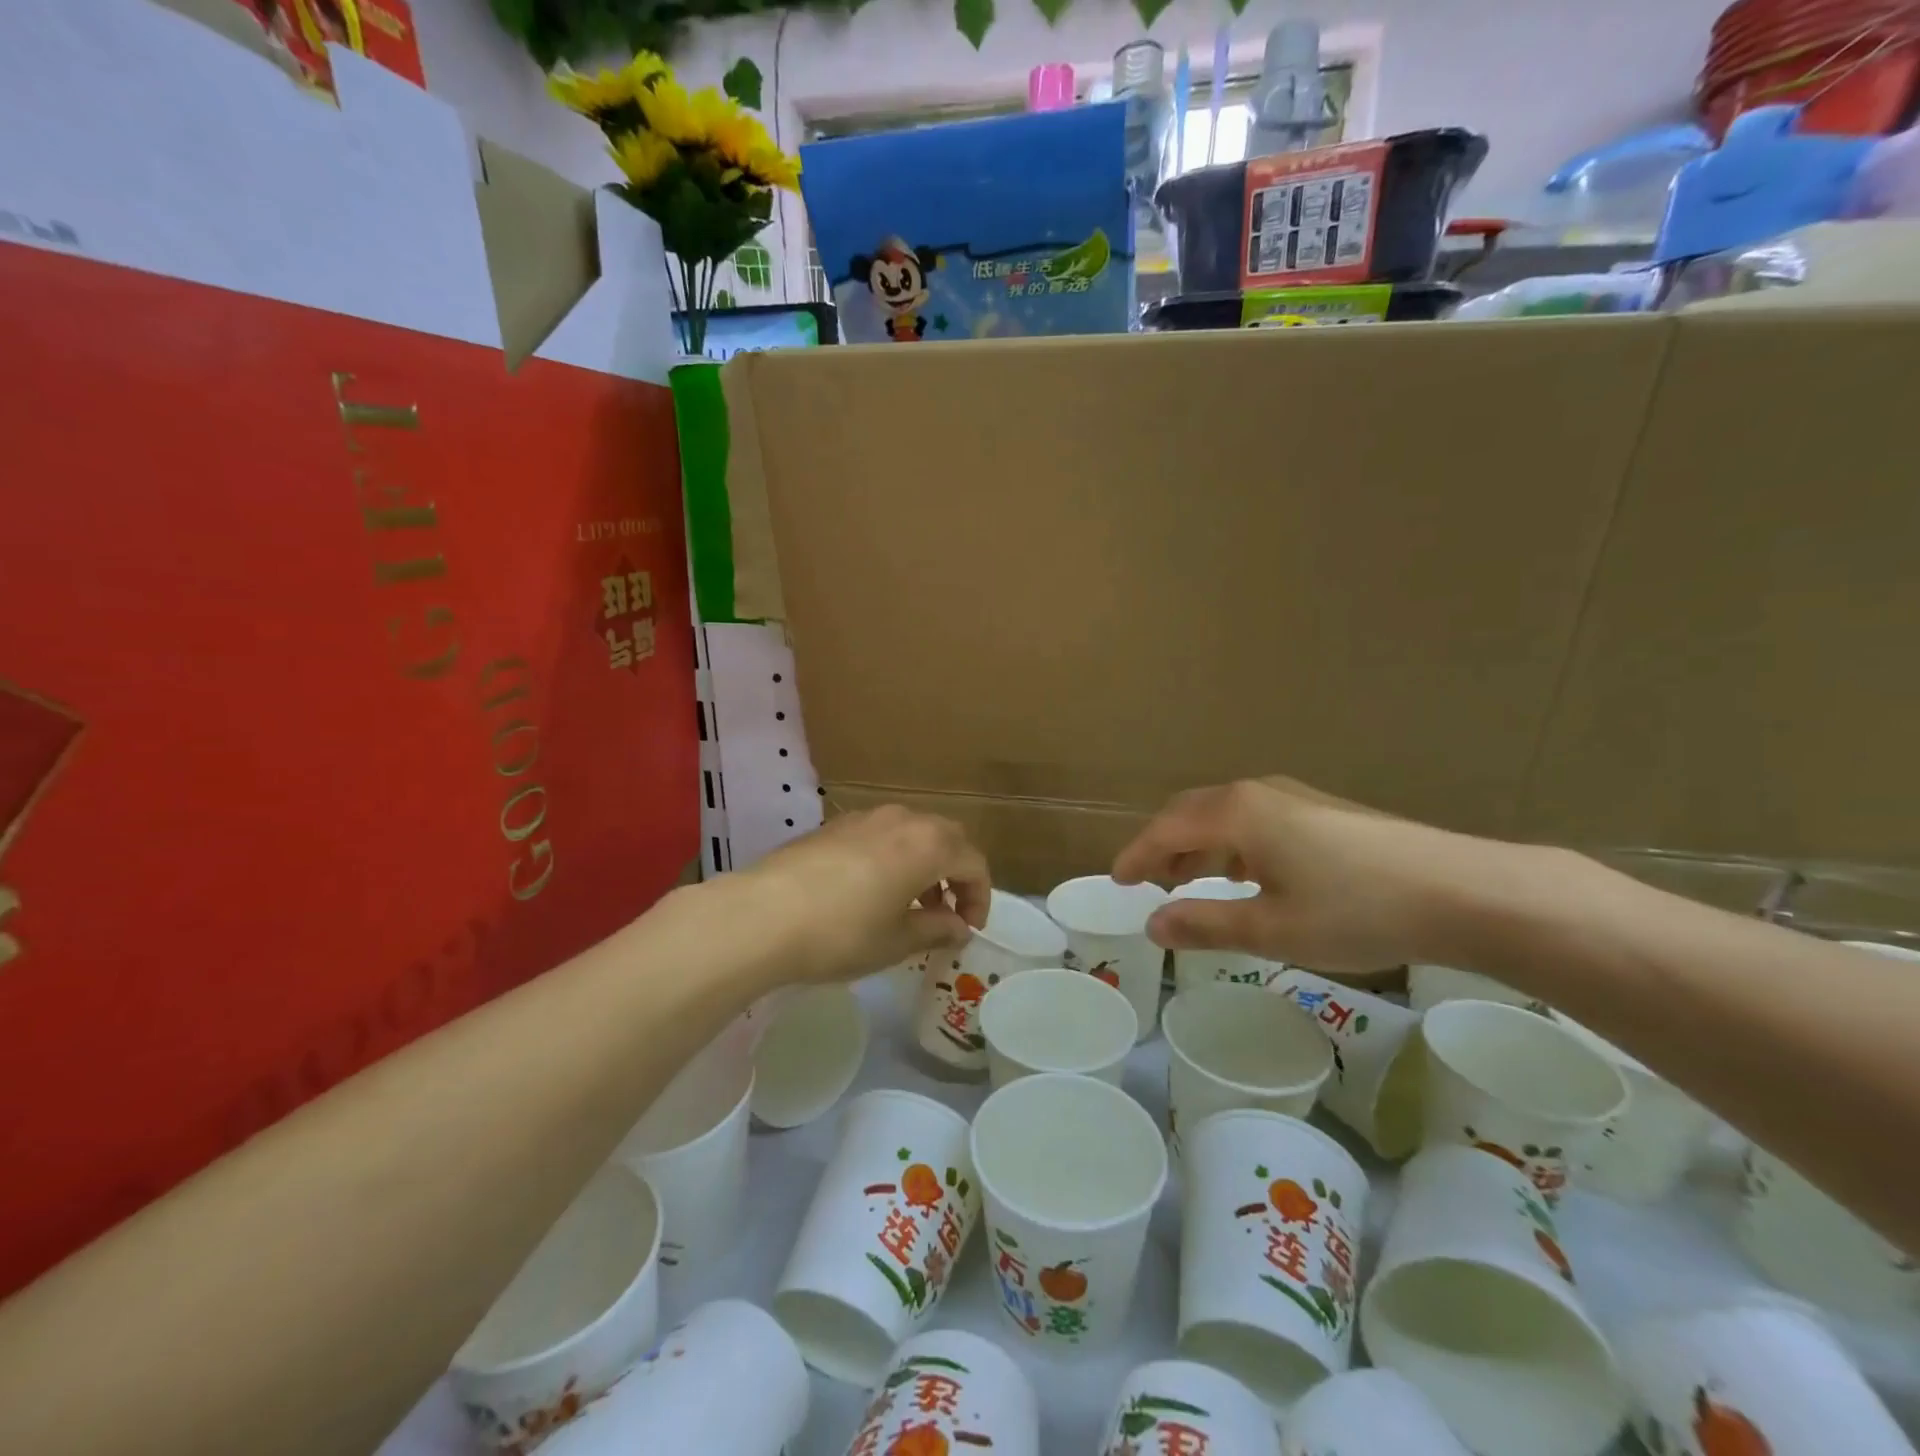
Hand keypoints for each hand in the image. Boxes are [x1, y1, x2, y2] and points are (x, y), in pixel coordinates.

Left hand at [739, 806, 990, 983]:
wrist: (761, 915)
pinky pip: (879, 835)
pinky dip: (892, 857)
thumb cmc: (842, 932)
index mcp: (928, 844)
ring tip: (910, 903)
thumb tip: (958, 926)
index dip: (979, 896)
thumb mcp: (897, 941)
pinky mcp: (832, 826)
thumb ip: (936, 929)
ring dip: (923, 863)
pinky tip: (871, 891)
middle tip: (947, 911)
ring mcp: (863, 818)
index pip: (972, 862)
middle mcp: (901, 820)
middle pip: (945, 837)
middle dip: (954, 873)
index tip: (969, 928)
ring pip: (911, 832)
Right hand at [1111, 776, 1538, 973]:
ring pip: (1226, 815)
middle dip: (1164, 846)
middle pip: (1192, 812)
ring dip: (1199, 845)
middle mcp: (1259, 793)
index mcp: (1236, 813)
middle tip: (1148, 881)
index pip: (1166, 828)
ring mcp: (1296, 797)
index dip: (1137, 855)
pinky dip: (1233, 844)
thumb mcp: (1270, 929)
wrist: (1460, 891)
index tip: (1117, 881)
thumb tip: (1152, 924)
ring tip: (1191, 880)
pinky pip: (1257, 820)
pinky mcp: (1325, 811)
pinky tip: (1248, 874)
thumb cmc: (1354, 910)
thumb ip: (1204, 924)